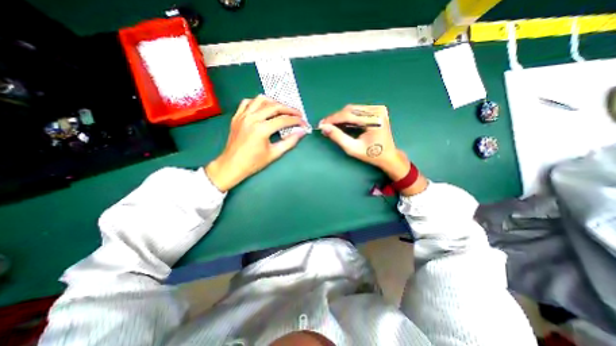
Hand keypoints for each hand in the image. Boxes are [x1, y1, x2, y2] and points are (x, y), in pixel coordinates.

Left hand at [205, 95, 305, 191]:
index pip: (283, 120)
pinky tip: (264, 108)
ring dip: (274, 102)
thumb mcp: (274, 154)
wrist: (232, 165)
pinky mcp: (237, 116)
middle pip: (274, 106)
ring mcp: (243, 115)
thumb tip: (301, 132)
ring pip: (261, 100)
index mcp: (261, 129)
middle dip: (289, 109)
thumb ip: (290, 142)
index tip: (304, 123)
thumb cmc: (254, 162)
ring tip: (283, 109)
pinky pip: (247, 102)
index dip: (296, 120)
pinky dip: (258, 102)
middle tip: (298, 113)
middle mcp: (252, 118)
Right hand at [321, 103, 426, 194]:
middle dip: (336, 117)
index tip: (321, 124)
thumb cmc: (371, 154)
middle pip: (350, 110)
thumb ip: (338, 137)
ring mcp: (378, 109)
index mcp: (374, 120)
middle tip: (325, 125)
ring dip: (341, 117)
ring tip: (332, 125)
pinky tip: (342, 123)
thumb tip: (324, 127)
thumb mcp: (352, 148)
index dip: (333, 119)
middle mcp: (377, 110)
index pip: (348, 115)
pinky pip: (357, 110)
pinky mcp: (377, 110)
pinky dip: (348, 116)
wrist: (388, 155)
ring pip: (352, 109)